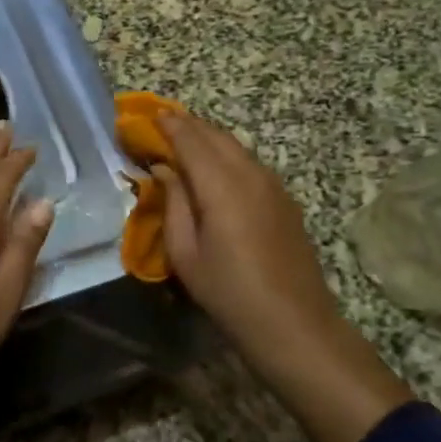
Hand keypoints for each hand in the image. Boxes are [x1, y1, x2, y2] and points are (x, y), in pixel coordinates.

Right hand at [156, 112, 412, 441]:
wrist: (296, 325)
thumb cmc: (229, 293)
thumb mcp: (186, 253)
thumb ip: (173, 202)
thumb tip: (163, 168)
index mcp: (221, 184)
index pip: (190, 138)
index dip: (166, 124)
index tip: (144, 116)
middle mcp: (249, 173)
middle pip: (214, 134)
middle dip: (186, 125)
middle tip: (159, 125)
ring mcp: (272, 184)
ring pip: (235, 146)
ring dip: (207, 138)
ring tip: (182, 142)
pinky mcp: (284, 198)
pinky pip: (249, 162)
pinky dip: (226, 154)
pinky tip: (213, 169)